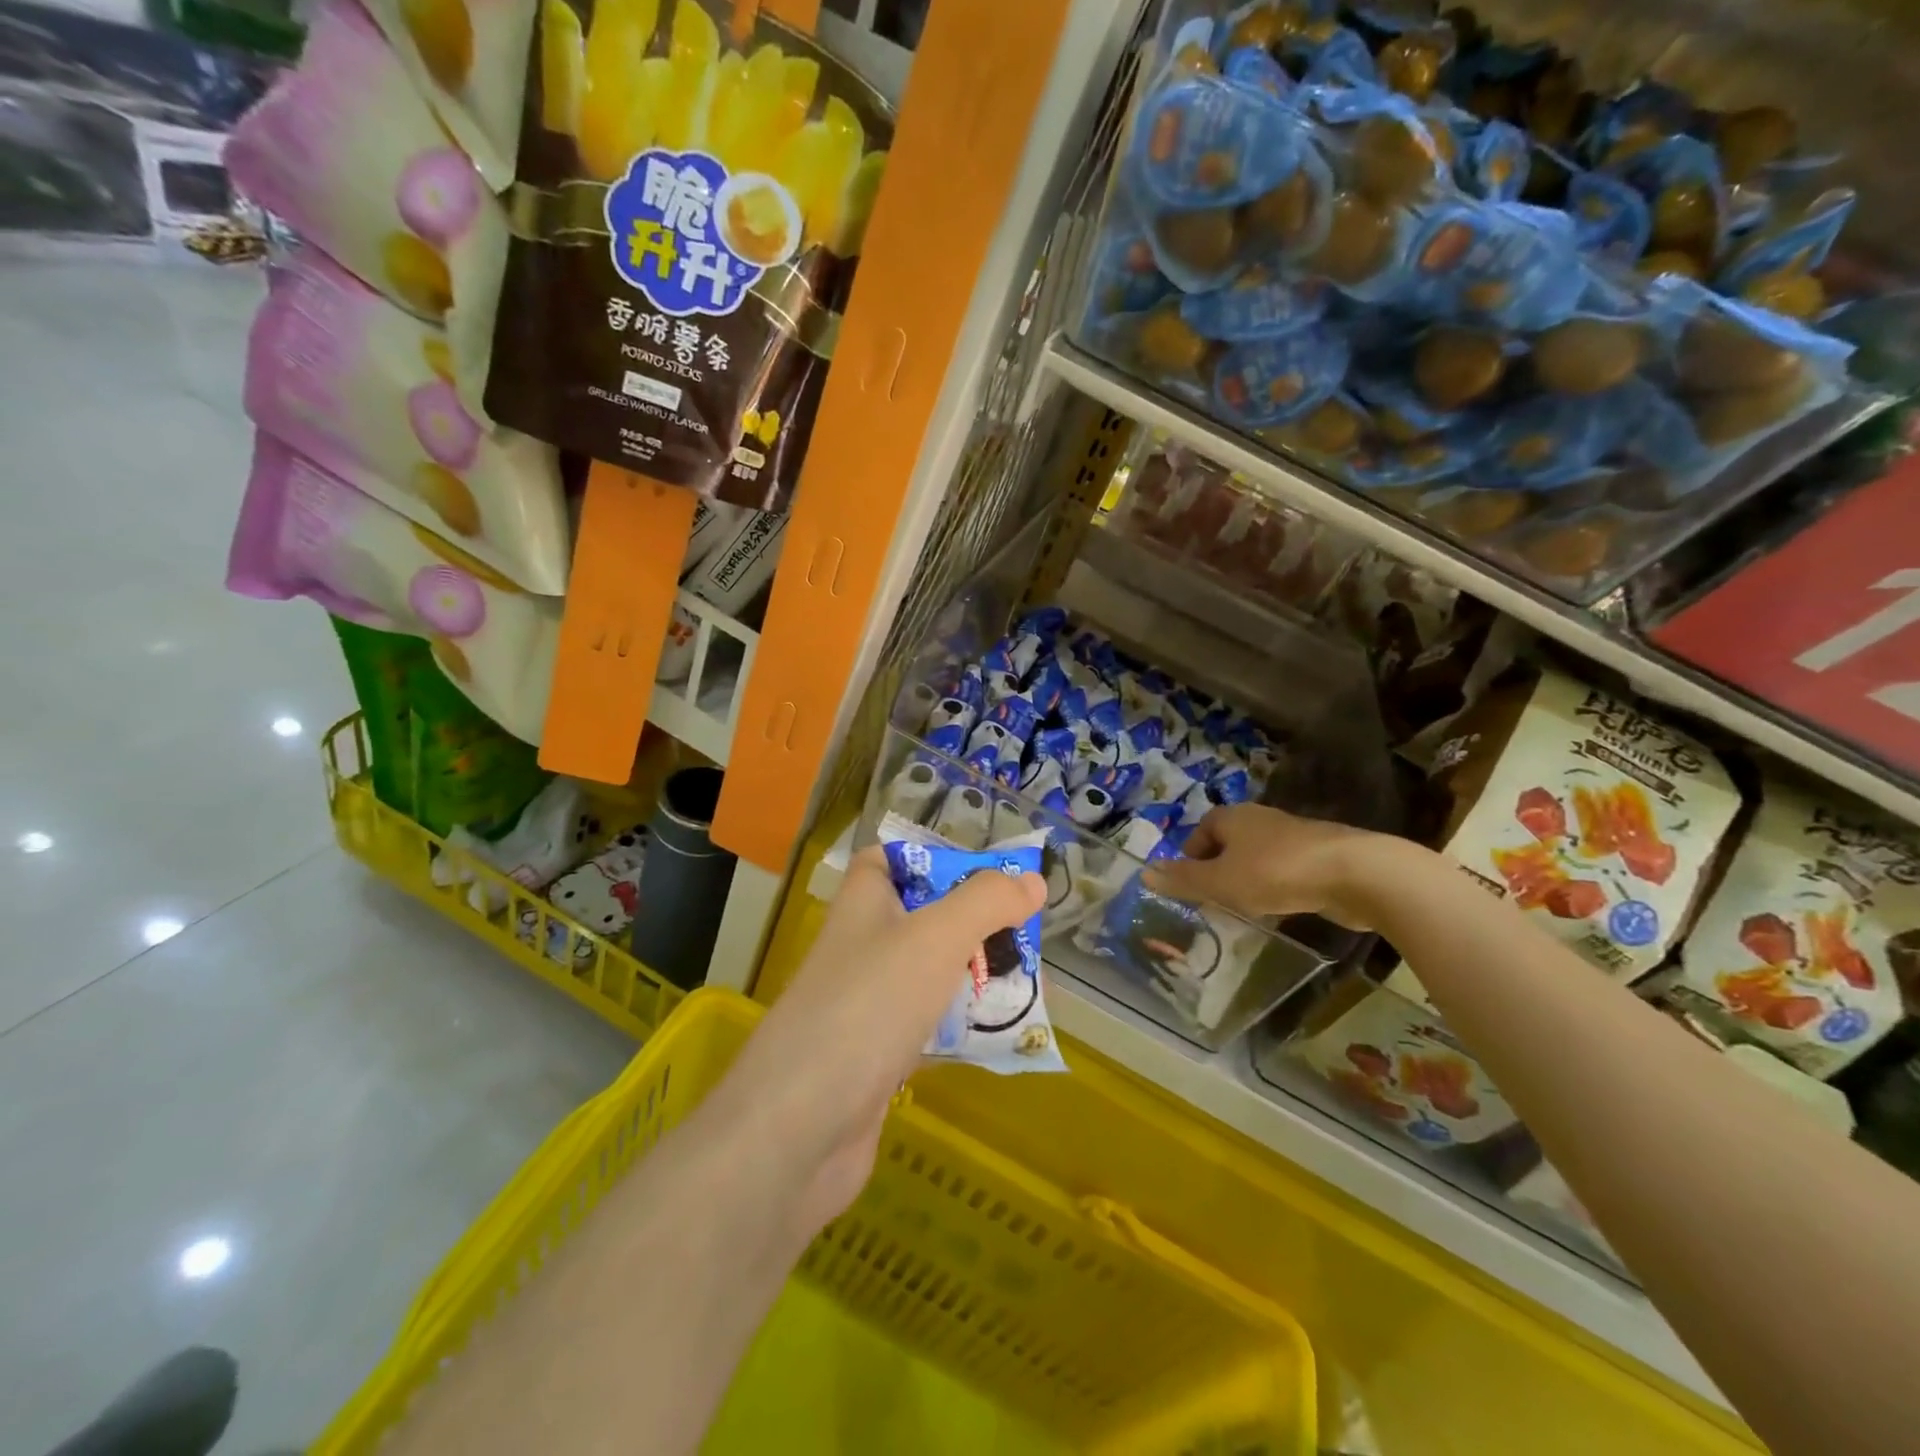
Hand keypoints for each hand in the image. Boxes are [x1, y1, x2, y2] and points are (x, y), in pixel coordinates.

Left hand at [710, 847, 1044, 1240]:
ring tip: (1028, 980)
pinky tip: (999, 1033)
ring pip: (928, 973)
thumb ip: (986, 903)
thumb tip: (1032, 880)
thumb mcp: (935, 938)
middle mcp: (861, 946)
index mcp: (863, 903)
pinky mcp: (876, 1056)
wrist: (799, 1129)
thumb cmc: (868, 1007)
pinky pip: (927, 1025)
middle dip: (972, 922)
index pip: (889, 860)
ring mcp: (866, 1003)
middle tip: (1025, 933)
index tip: (987, 874)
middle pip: (921, 917)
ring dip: (973, 974)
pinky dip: (960, 1024)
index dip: (933, 858)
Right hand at [1142, 803, 1400, 929]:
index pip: (1200, 831)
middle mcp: (1260, 819)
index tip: (1190, 886)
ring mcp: (1292, 836)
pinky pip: (1284, 870)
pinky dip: (1276, 887)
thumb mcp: (1220, 882)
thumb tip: (1144, 873)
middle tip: (1213, 901)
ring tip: (1245, 910)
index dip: (1190, 857)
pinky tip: (1281, 908)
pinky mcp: (1319, 855)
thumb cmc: (1276, 872)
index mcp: (1232, 817)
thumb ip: (1183, 880)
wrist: (1355, 873)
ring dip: (1247, 880)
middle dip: (1218, 870)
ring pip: (1256, 858)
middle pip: (1228, 844)